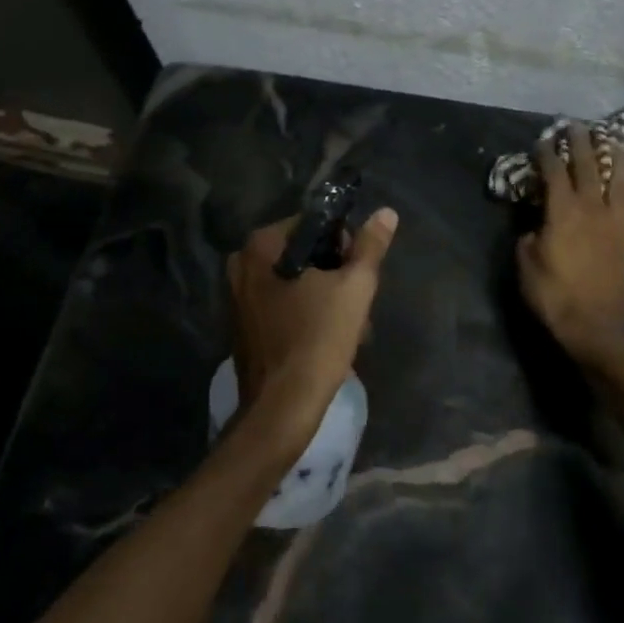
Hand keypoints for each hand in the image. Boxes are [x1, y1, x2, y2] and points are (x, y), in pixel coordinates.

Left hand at [226, 208, 398, 449]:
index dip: (343, 243)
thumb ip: (370, 247)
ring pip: (294, 281)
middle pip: (303, 254)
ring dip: (324, 296)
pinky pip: (281, 305)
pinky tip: (326, 339)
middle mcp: (241, 264)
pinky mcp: (243, 326)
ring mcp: (237, 297)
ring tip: (349, 326)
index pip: (312, 224)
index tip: (358, 273)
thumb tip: (386, 212)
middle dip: (334, 274)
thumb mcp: (354, 288)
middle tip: (356, 303)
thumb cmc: (317, 339)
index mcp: (260, 246)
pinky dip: (304, 314)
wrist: (281, 410)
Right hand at [516, 122, 623, 371]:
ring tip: (612, 138)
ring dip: (613, 156)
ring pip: (617, 179)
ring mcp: (613, 222)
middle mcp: (591, 209)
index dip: (548, 154)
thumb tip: (537, 225)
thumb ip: (530, 237)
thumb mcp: (526, 264)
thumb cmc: (554, 295)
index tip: (543, 139)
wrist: (596, 326)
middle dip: (581, 144)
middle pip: (587, 168)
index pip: (554, 173)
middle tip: (576, 125)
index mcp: (562, 213)